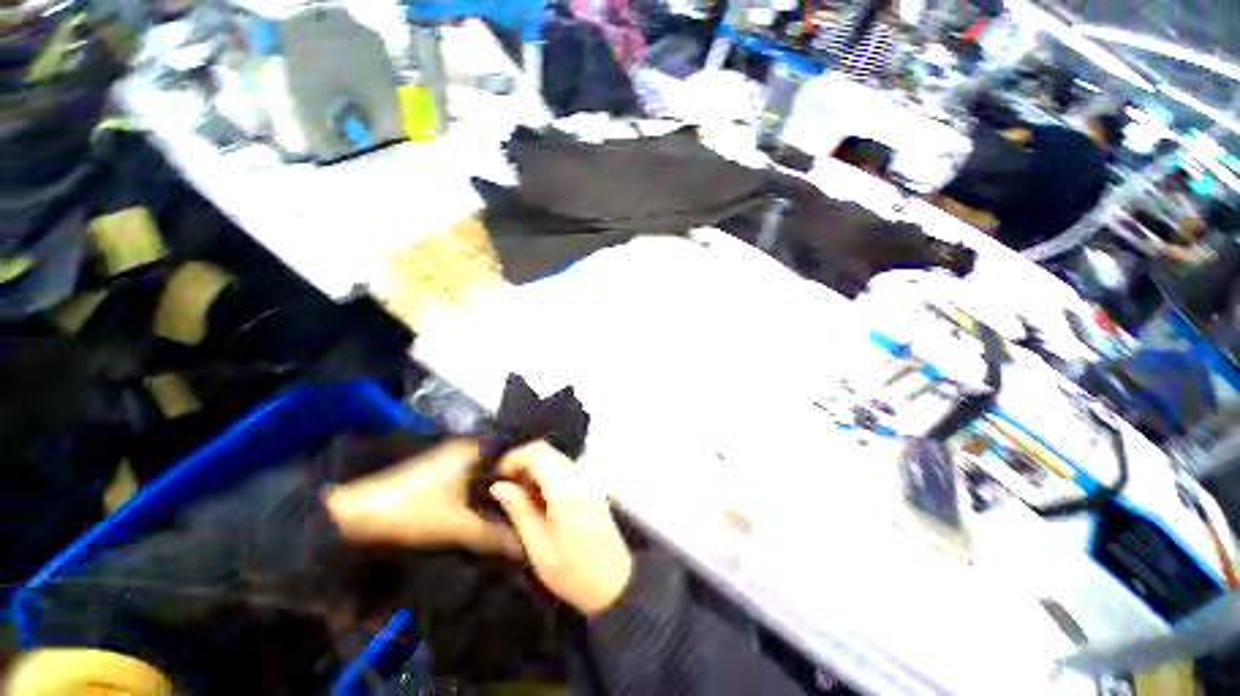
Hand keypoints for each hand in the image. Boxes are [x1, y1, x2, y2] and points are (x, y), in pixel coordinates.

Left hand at [323, 440, 520, 556]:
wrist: (355, 516)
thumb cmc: (412, 514)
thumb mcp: (459, 529)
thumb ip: (496, 537)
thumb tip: (527, 545)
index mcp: (476, 449)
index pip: (519, 452)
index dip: (534, 470)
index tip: (547, 489)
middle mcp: (469, 446)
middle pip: (506, 461)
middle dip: (520, 481)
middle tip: (538, 500)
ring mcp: (455, 456)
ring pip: (491, 469)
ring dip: (503, 486)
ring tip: (523, 503)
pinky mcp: (444, 469)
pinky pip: (477, 475)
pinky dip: (487, 488)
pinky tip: (495, 505)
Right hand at [489, 442, 632, 615]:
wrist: (615, 584)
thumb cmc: (573, 571)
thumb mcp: (538, 545)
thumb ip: (518, 509)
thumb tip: (499, 486)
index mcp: (566, 487)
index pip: (538, 452)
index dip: (513, 458)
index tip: (496, 477)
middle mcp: (579, 476)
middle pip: (547, 452)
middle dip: (522, 464)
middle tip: (504, 489)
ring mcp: (588, 481)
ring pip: (555, 460)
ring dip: (534, 472)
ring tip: (517, 498)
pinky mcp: (591, 489)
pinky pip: (565, 472)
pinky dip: (547, 479)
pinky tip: (538, 502)